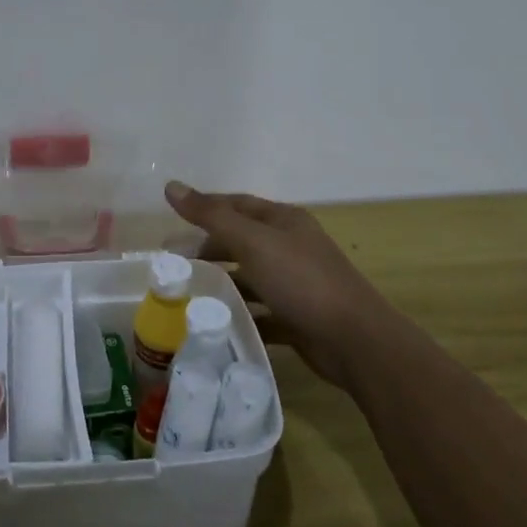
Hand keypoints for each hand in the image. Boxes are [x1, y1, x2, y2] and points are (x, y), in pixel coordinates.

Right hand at [165, 180, 386, 392]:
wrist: (355, 341)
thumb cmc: (301, 280)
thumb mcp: (252, 242)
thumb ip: (211, 216)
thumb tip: (171, 186)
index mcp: (284, 221)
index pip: (237, 205)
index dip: (205, 208)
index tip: (172, 222)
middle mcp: (291, 247)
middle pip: (241, 242)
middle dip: (208, 250)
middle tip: (174, 264)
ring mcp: (296, 284)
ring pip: (250, 278)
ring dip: (222, 285)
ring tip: (187, 296)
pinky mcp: (298, 319)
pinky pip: (261, 313)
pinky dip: (240, 317)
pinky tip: (216, 325)